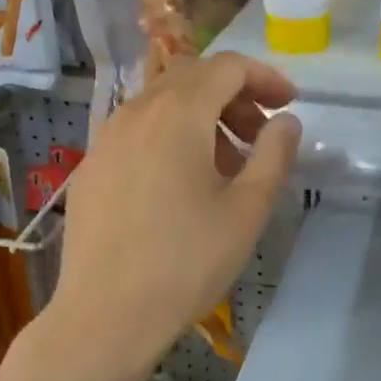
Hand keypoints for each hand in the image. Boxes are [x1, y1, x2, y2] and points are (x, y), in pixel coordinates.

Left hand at [47, 52, 300, 377]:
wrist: (106, 314)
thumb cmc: (186, 261)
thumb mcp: (247, 209)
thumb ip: (274, 154)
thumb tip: (286, 121)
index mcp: (178, 113)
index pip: (227, 66)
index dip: (265, 77)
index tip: (290, 104)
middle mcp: (136, 111)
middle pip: (192, 78)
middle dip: (233, 96)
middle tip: (260, 135)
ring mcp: (106, 138)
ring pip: (161, 104)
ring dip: (200, 117)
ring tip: (225, 165)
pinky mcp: (91, 167)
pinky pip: (136, 131)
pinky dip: (168, 137)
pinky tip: (179, 184)